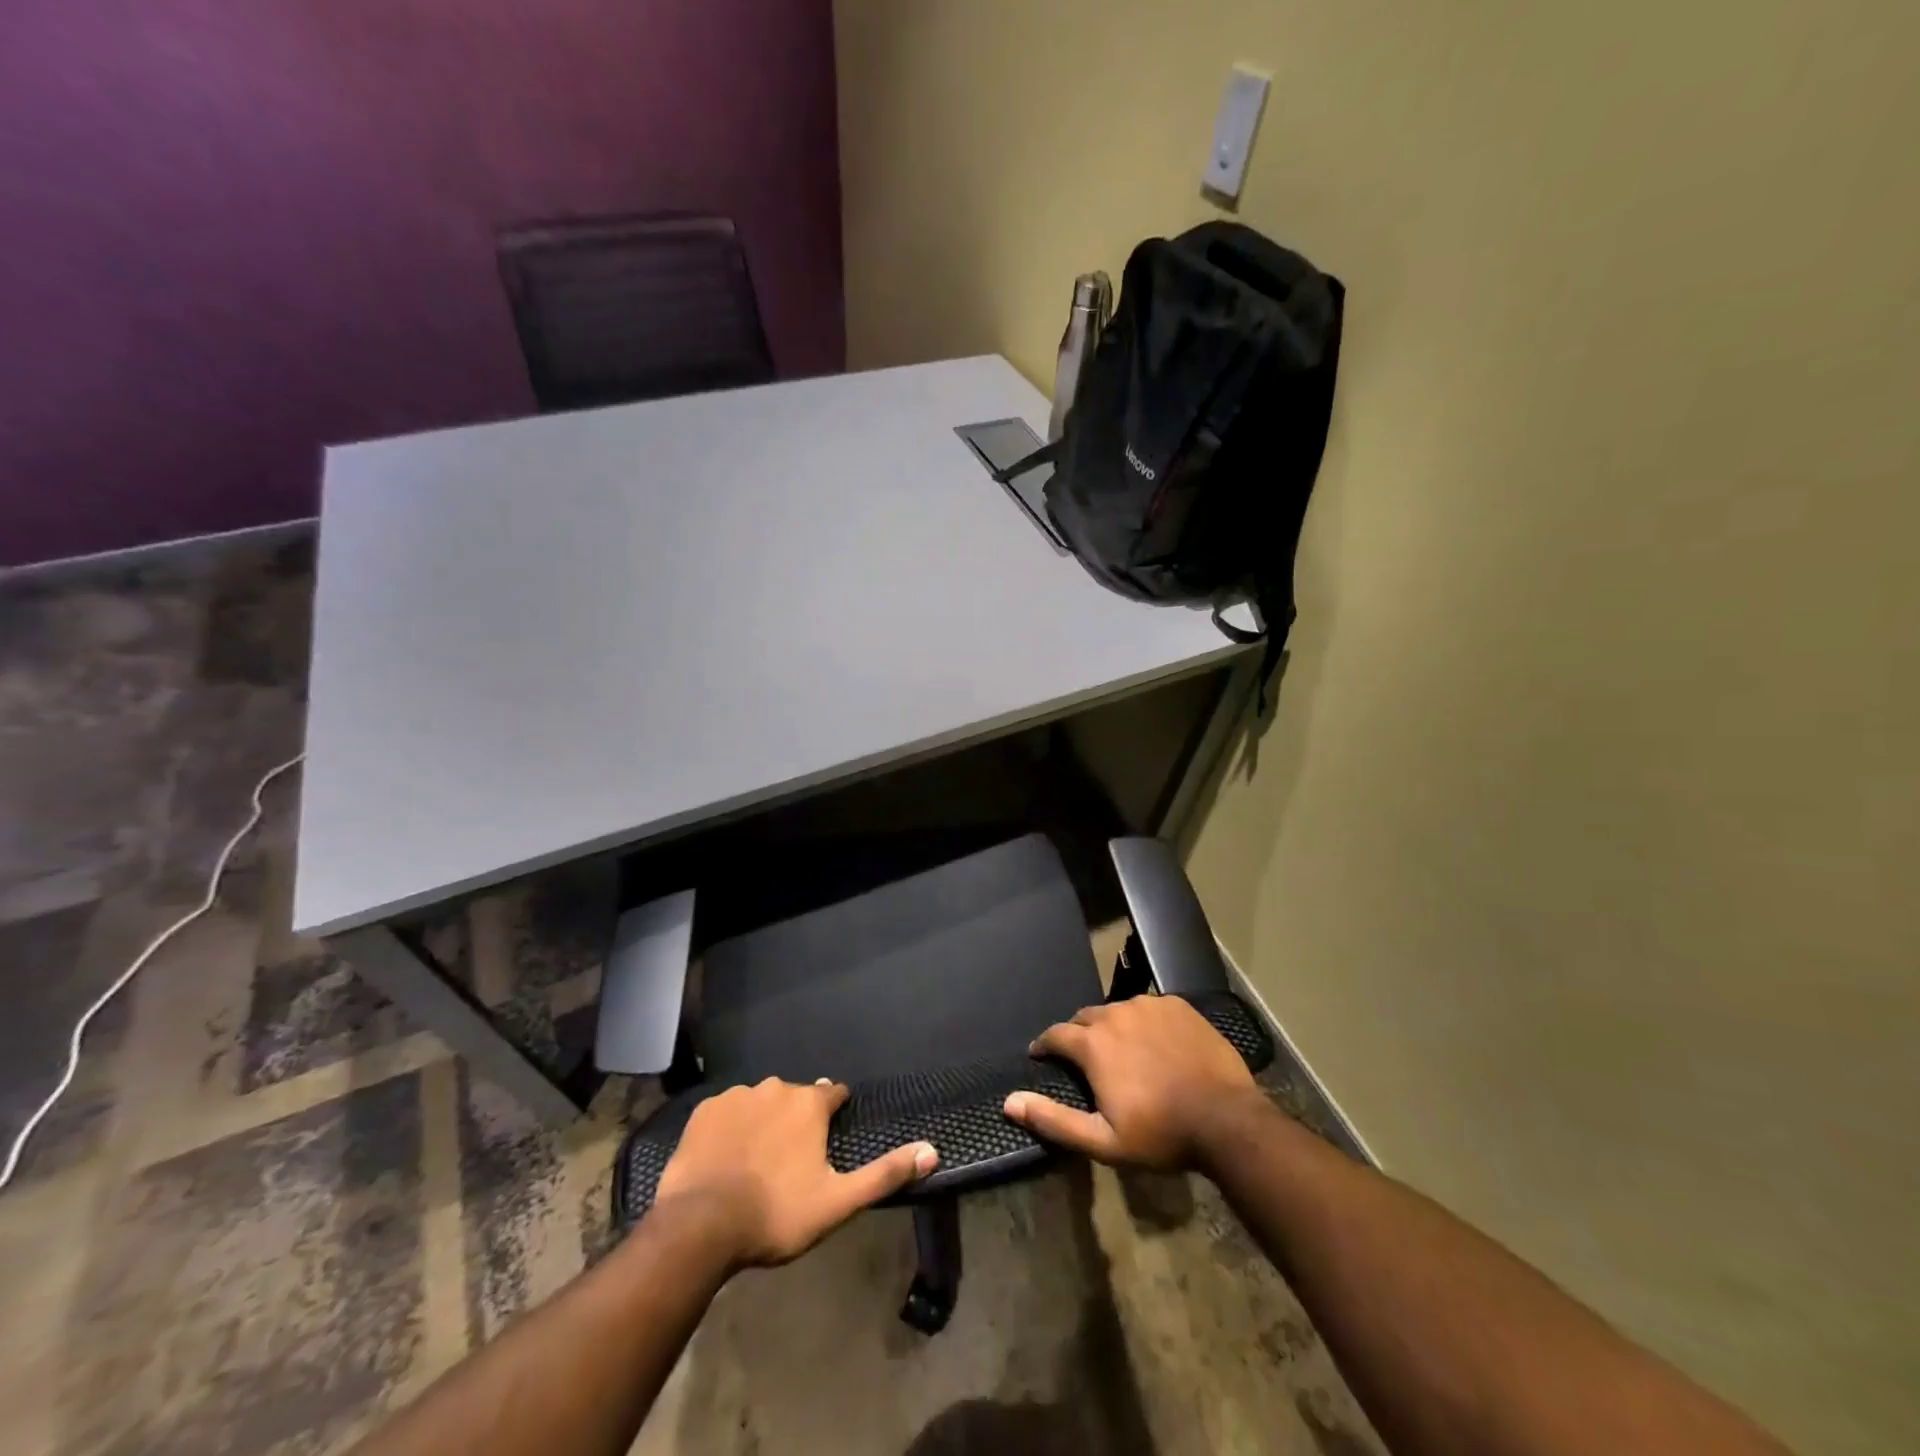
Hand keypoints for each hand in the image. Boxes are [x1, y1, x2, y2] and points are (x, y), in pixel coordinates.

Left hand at [653, 1078, 937, 1268]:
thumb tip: (932, 1150)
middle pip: (796, 1097)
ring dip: (763, 1121)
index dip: (834, 1114)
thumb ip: (885, 1174)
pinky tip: (725, 1157)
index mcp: (810, 1103)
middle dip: (797, 1119)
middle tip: (790, 1160)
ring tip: (756, 1161)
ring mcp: (737, 1096)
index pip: (834, 1094)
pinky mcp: (705, 1111)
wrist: (700, 1226)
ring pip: (760, 1102)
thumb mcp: (838, 1201)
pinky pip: (726, 1112)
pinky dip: (731, 1128)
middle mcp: (776, 1087)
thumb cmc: (776, 1214)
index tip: (830, 1136)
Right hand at [1003, 995, 1261, 1170]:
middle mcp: (1116, 1013)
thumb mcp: (1102, 1141)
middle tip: (1086, 1060)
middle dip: (1079, 1035)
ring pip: (1118, 1010)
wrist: (1226, 1119)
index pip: (1055, 1034)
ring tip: (1122, 1052)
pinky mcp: (1177, 1005)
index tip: (1041, 1055)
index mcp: (1093, 1044)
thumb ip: (1053, 1119)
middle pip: (1085, 1018)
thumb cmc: (1160, 1134)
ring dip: (1112, 1027)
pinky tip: (1154, 1043)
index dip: (1045, 1045)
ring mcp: (1149, 1005)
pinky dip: (1143, 1022)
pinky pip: (1149, 1007)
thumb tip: (1009, 1102)